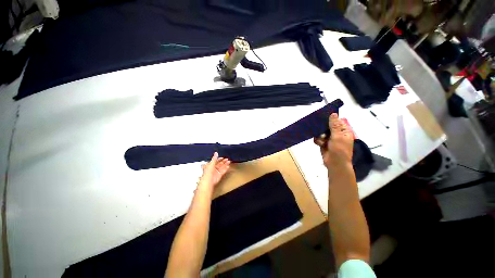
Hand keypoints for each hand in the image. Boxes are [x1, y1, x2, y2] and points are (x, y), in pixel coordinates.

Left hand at [198, 152, 230, 189]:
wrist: (209, 181)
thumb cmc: (208, 173)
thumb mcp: (211, 163)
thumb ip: (214, 158)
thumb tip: (216, 153)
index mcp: (210, 165)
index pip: (215, 161)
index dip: (219, 159)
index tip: (222, 157)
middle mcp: (213, 168)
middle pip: (219, 164)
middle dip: (223, 161)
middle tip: (227, 159)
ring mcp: (217, 172)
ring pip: (222, 167)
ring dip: (225, 164)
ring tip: (229, 161)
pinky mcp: (219, 175)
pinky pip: (223, 171)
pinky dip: (226, 169)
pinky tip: (228, 166)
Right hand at [314, 113, 353, 169]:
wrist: (335, 164)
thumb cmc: (339, 150)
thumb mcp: (337, 136)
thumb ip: (334, 125)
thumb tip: (333, 113)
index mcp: (344, 131)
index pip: (337, 121)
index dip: (331, 119)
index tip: (323, 116)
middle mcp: (337, 134)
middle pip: (328, 126)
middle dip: (323, 128)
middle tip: (320, 129)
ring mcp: (330, 139)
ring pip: (321, 132)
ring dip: (320, 136)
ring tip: (322, 140)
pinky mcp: (323, 143)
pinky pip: (318, 138)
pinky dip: (318, 140)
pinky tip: (319, 144)